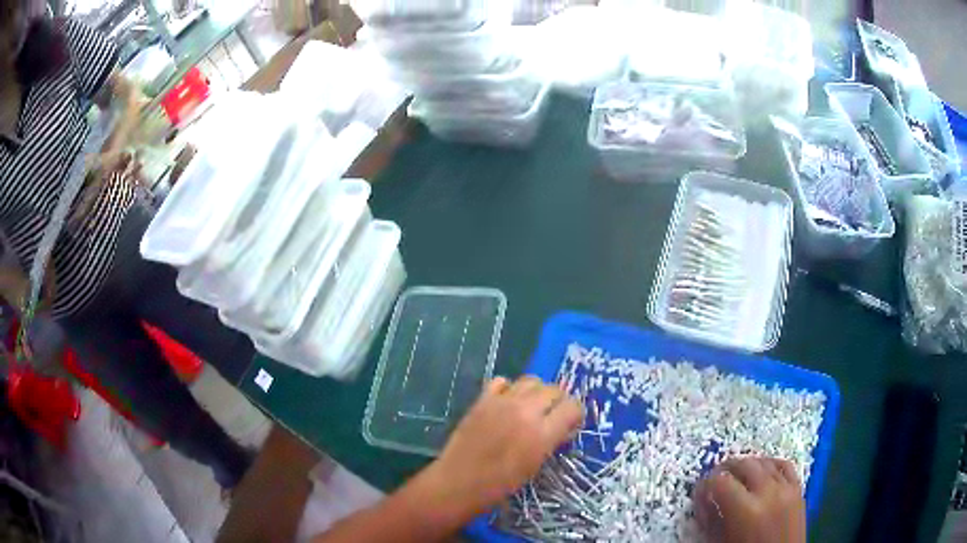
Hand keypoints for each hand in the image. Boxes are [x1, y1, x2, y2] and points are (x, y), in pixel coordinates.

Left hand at [418, 376, 584, 523]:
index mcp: (542, 434)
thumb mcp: (535, 466)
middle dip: (558, 401)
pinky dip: (509, 388)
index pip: (572, 407)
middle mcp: (525, 411)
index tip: (570, 424)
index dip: (575, 414)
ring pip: (531, 380)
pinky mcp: (482, 399)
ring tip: (531, 407)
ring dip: (537, 391)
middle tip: (552, 416)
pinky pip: (503, 381)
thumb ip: (551, 441)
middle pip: (554, 389)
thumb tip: (563, 427)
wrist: (459, 482)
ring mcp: (502, 402)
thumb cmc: (500, 484)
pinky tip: (506, 402)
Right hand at [693, 457, 806, 542]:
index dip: (705, 485)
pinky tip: (763, 471)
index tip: (700, 493)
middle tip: (716, 479)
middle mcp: (767, 492)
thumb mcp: (722, 541)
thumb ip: (712, 519)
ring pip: (764, 461)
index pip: (719, 482)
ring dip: (748, 465)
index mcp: (745, 509)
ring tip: (738, 475)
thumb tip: (704, 501)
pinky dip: (771, 464)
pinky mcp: (798, 489)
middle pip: (744, 464)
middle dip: (726, 469)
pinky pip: (785, 466)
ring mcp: (786, 488)